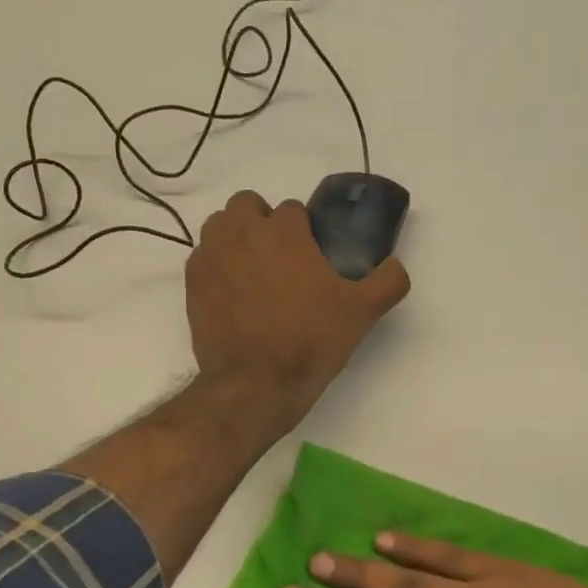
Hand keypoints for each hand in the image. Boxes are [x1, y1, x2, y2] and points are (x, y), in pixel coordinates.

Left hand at [186, 190, 408, 430]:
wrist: (256, 383)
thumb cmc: (310, 341)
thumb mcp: (363, 312)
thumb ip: (388, 281)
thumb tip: (396, 264)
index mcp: (285, 232)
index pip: (292, 208)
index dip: (304, 229)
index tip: (312, 255)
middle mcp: (243, 233)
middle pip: (247, 204)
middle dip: (262, 221)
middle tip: (280, 256)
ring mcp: (212, 256)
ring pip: (219, 224)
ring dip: (235, 235)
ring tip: (252, 268)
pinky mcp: (192, 282)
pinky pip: (201, 255)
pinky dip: (215, 263)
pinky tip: (232, 290)